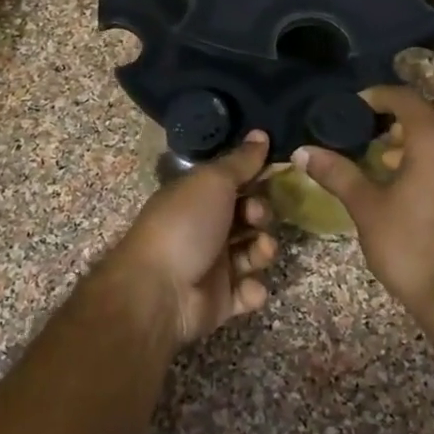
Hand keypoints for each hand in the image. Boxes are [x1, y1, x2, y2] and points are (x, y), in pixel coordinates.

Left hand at [104, 132, 279, 345]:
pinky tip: (249, 286)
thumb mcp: (213, 182)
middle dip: (260, 214)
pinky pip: (247, 291)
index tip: (275, 175)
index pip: (233, 183)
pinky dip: (253, 289)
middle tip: (256, 217)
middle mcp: (204, 227)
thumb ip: (241, 161)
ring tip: (261, 251)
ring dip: (263, 249)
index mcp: (196, 197)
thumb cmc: (185, 225)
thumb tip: (261, 133)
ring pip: (252, 252)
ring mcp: (212, 265)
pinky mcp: (220, 301)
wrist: (159, 290)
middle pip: (246, 217)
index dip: (255, 178)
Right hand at [295, 87, 433, 315]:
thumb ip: (337, 174)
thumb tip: (302, 151)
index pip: (407, 98)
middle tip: (387, 128)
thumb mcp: (367, 207)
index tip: (354, 107)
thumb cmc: (412, 245)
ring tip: (394, 157)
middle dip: (417, 109)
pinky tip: (416, 183)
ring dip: (432, 132)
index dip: (378, 96)